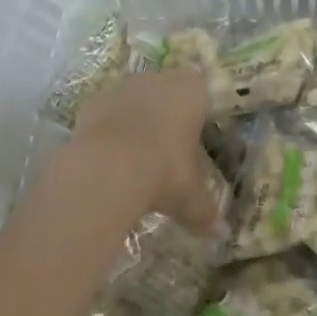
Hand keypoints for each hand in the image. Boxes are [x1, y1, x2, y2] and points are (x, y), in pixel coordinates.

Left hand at [68, 70, 224, 238]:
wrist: (108, 167)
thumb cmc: (164, 170)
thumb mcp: (189, 196)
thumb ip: (206, 211)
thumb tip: (222, 235)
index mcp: (193, 91)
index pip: (202, 91)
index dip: (198, 112)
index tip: (194, 136)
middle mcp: (160, 80)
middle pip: (167, 90)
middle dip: (167, 114)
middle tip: (166, 148)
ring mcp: (124, 87)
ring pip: (135, 98)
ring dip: (136, 119)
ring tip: (135, 156)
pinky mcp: (93, 101)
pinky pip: (106, 112)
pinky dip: (107, 129)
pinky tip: (107, 157)